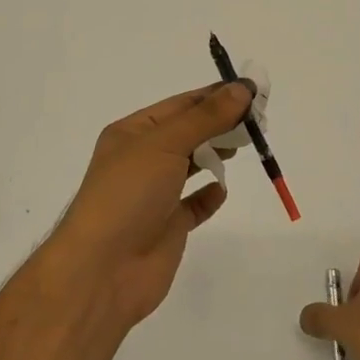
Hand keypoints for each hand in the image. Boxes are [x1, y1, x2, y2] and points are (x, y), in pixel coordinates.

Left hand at [45, 82, 254, 328]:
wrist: (102, 271)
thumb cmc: (128, 194)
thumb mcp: (165, 144)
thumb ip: (206, 117)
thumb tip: (242, 88)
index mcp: (132, 133)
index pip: (180, 105)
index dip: (215, 96)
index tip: (252, 90)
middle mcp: (142, 159)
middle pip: (188, 132)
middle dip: (220, 123)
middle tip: (257, 120)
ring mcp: (154, 195)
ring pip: (191, 165)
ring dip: (215, 153)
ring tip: (244, 146)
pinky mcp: (167, 227)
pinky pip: (193, 205)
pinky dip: (209, 195)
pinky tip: (221, 190)